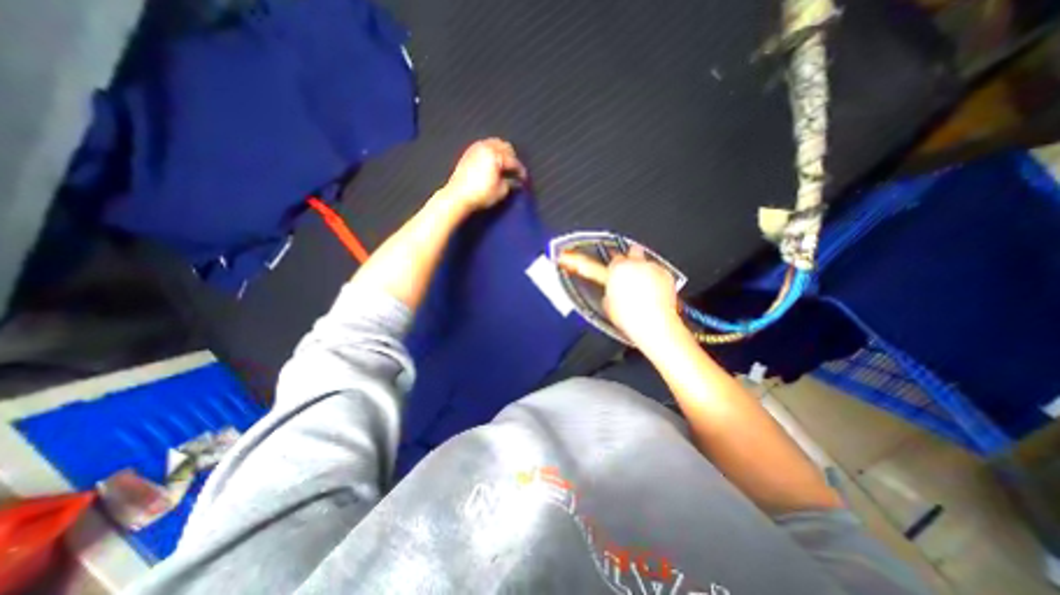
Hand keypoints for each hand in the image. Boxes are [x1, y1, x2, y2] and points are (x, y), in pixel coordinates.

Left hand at [439, 137, 524, 211]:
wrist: (458, 196)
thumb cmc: (480, 194)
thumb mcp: (501, 191)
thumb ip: (511, 183)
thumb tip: (515, 181)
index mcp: (496, 155)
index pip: (514, 161)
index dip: (521, 171)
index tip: (524, 178)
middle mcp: (486, 147)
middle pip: (506, 147)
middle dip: (512, 158)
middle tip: (515, 170)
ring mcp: (476, 148)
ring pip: (495, 144)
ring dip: (502, 153)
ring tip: (504, 165)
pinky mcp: (468, 152)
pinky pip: (484, 146)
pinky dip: (491, 152)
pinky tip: (492, 162)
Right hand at [600, 243, 684, 347]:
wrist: (653, 324)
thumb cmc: (630, 316)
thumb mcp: (608, 305)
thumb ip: (609, 292)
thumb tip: (611, 293)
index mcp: (618, 269)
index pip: (615, 258)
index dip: (615, 266)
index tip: (615, 271)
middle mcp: (636, 264)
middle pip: (634, 251)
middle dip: (632, 258)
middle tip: (631, 271)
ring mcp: (653, 268)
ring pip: (648, 263)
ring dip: (645, 271)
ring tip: (644, 288)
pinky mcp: (667, 275)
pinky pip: (661, 273)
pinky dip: (658, 279)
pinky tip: (655, 293)